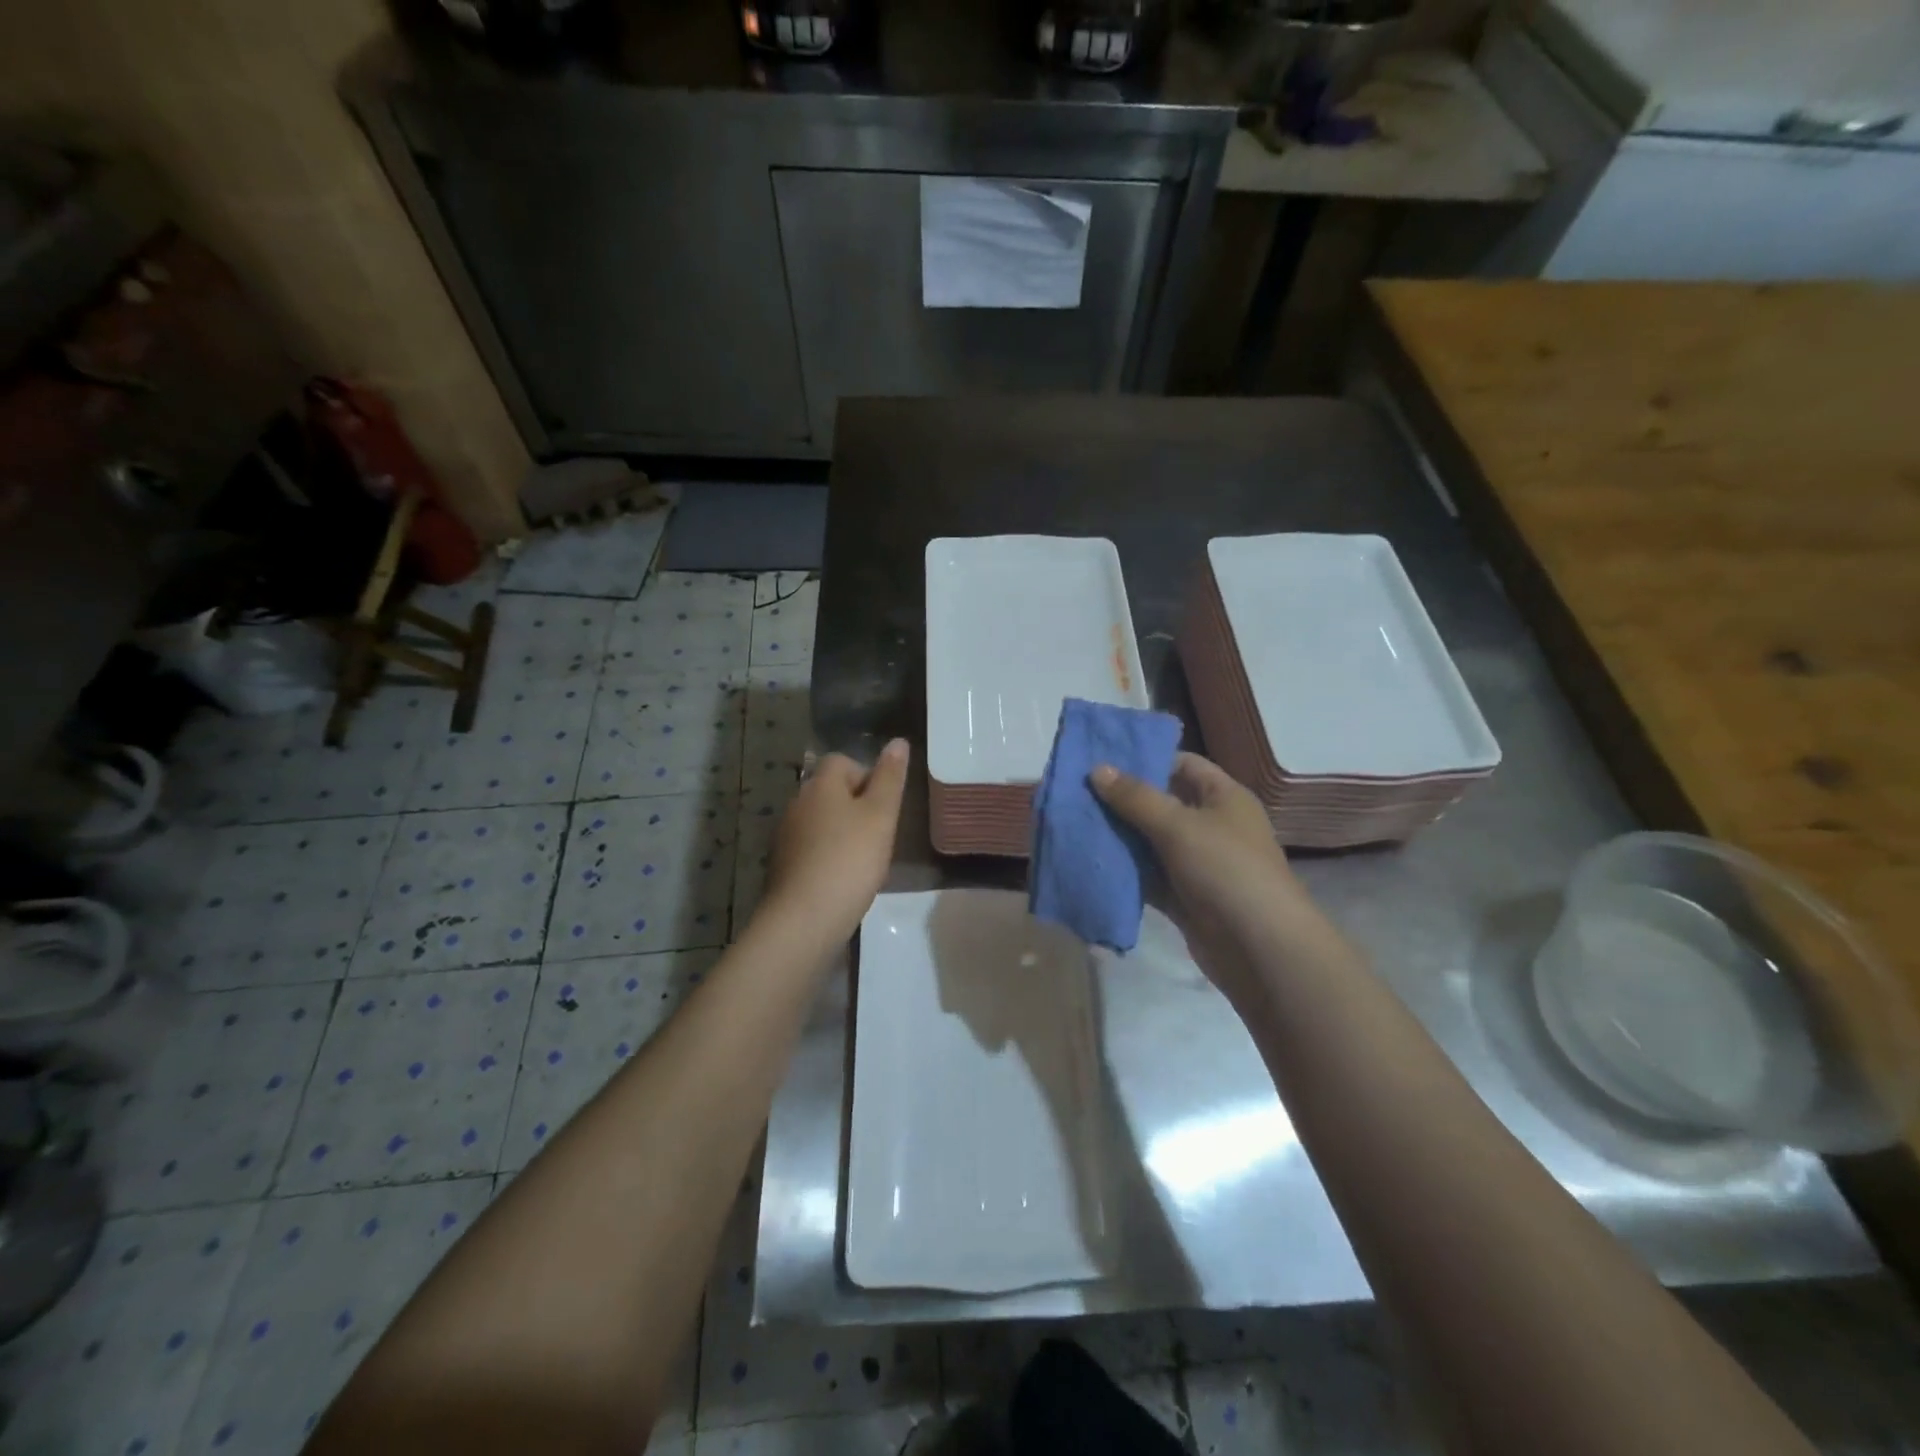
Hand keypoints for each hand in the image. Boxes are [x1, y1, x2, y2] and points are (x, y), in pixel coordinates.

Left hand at [760, 739, 909, 946]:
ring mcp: (785, 836)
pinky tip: (843, 881)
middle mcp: (797, 803)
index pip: (841, 761)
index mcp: (820, 785)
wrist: (805, 918)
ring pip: (821, 822)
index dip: (866, 776)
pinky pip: (811, 849)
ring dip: (843, 833)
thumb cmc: (850, 859)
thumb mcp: (881, 815)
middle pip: (830, 792)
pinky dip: (828, 857)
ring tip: (865, 861)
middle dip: (857, 807)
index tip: (884, 805)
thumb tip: (898, 741)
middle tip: (880, 835)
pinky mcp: (782, 866)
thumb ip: (890, 778)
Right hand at [1092, 752, 1320, 1006]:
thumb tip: (1098, 769)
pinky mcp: (1184, 897)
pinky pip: (1149, 877)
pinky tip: (1091, 863)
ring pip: (1151, 842)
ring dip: (1119, 836)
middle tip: (1077, 792)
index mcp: (1223, 797)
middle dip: (1122, 800)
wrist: (1259, 949)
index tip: (1102, 760)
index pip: (1183, 764)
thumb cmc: (1225, 870)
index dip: (1146, 759)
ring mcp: (1198, 863)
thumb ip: (1136, 798)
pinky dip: (1125, 871)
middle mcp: (1212, 826)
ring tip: (1074, 823)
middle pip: (1162, 803)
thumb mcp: (1178, 826)